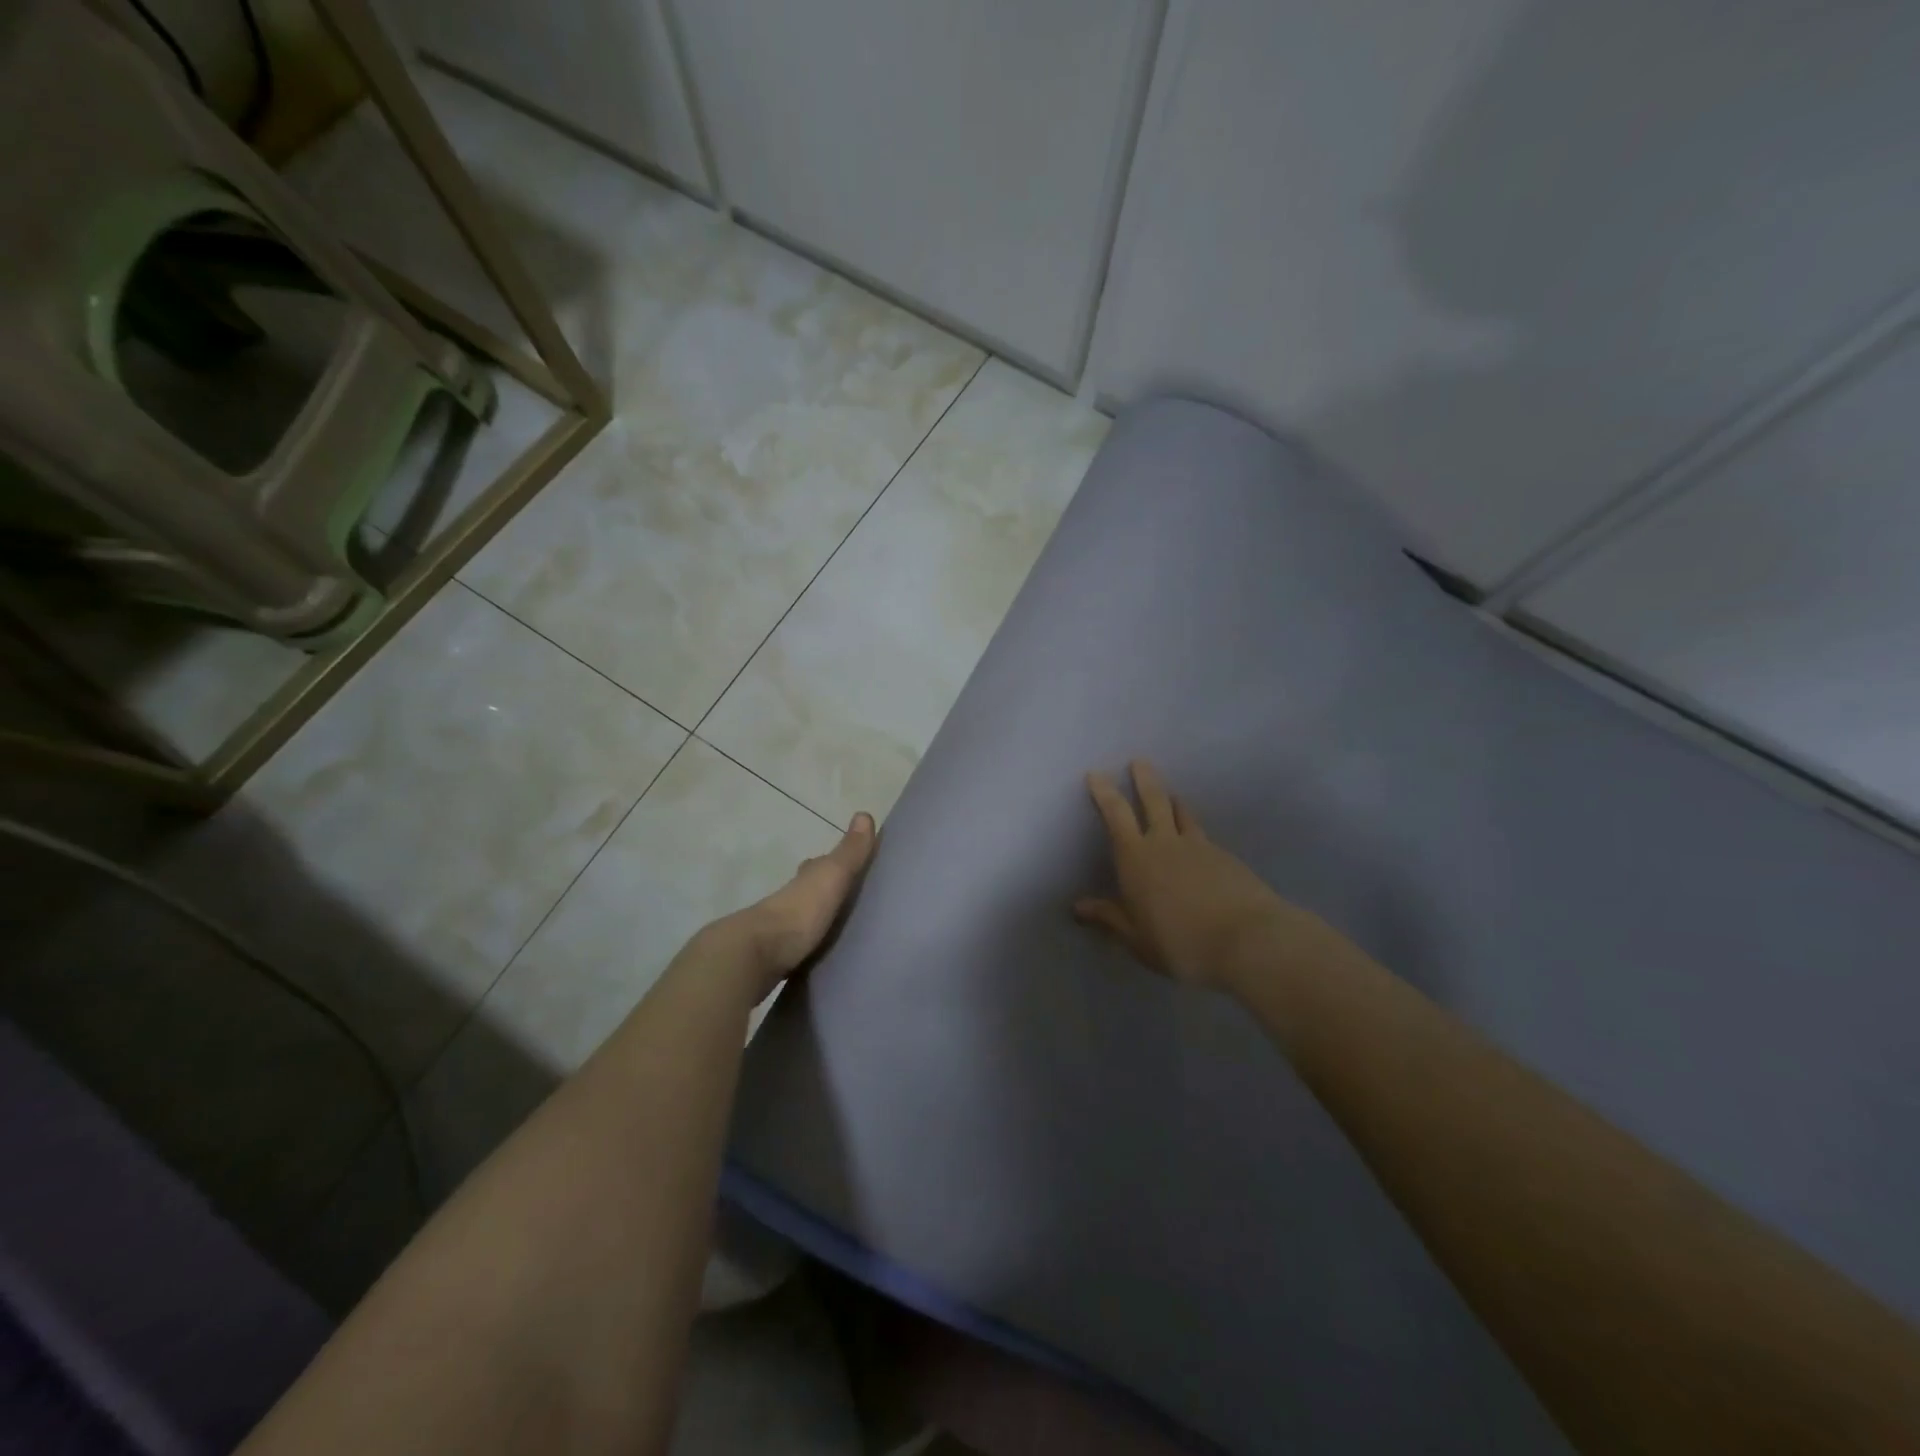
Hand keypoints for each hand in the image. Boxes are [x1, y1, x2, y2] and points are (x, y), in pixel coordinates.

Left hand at [722, 811, 876, 999]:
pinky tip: (822, 952)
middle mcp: (791, 898)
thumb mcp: (832, 876)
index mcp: (806, 878)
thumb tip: (865, 813)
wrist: (758, 954)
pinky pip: (800, 945)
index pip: (820, 864)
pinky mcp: (778, 956)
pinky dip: (810, 944)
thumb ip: (850, 851)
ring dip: (818, 919)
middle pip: (810, 889)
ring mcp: (781, 928)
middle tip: (848, 900)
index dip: (833, 862)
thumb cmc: (801, 910)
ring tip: (841, 928)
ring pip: (804, 917)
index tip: (851, 866)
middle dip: (824, 891)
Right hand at [1075, 761, 1350, 994]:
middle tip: (1139, 760)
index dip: (1104, 793)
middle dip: (1144, 779)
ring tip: (1171, 794)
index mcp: (1136, 858)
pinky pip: (1203, 836)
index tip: (1097, 774)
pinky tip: (1198, 844)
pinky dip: (1194, 831)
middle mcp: (1165, 843)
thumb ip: (1109, 918)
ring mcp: (1200, 847)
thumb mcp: (1137, 939)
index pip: (1116, 815)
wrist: (1248, 940)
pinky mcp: (1226, 857)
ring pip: (1182, 814)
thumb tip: (1077, 907)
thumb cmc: (1180, 942)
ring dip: (1173, 801)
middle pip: (1154, 800)